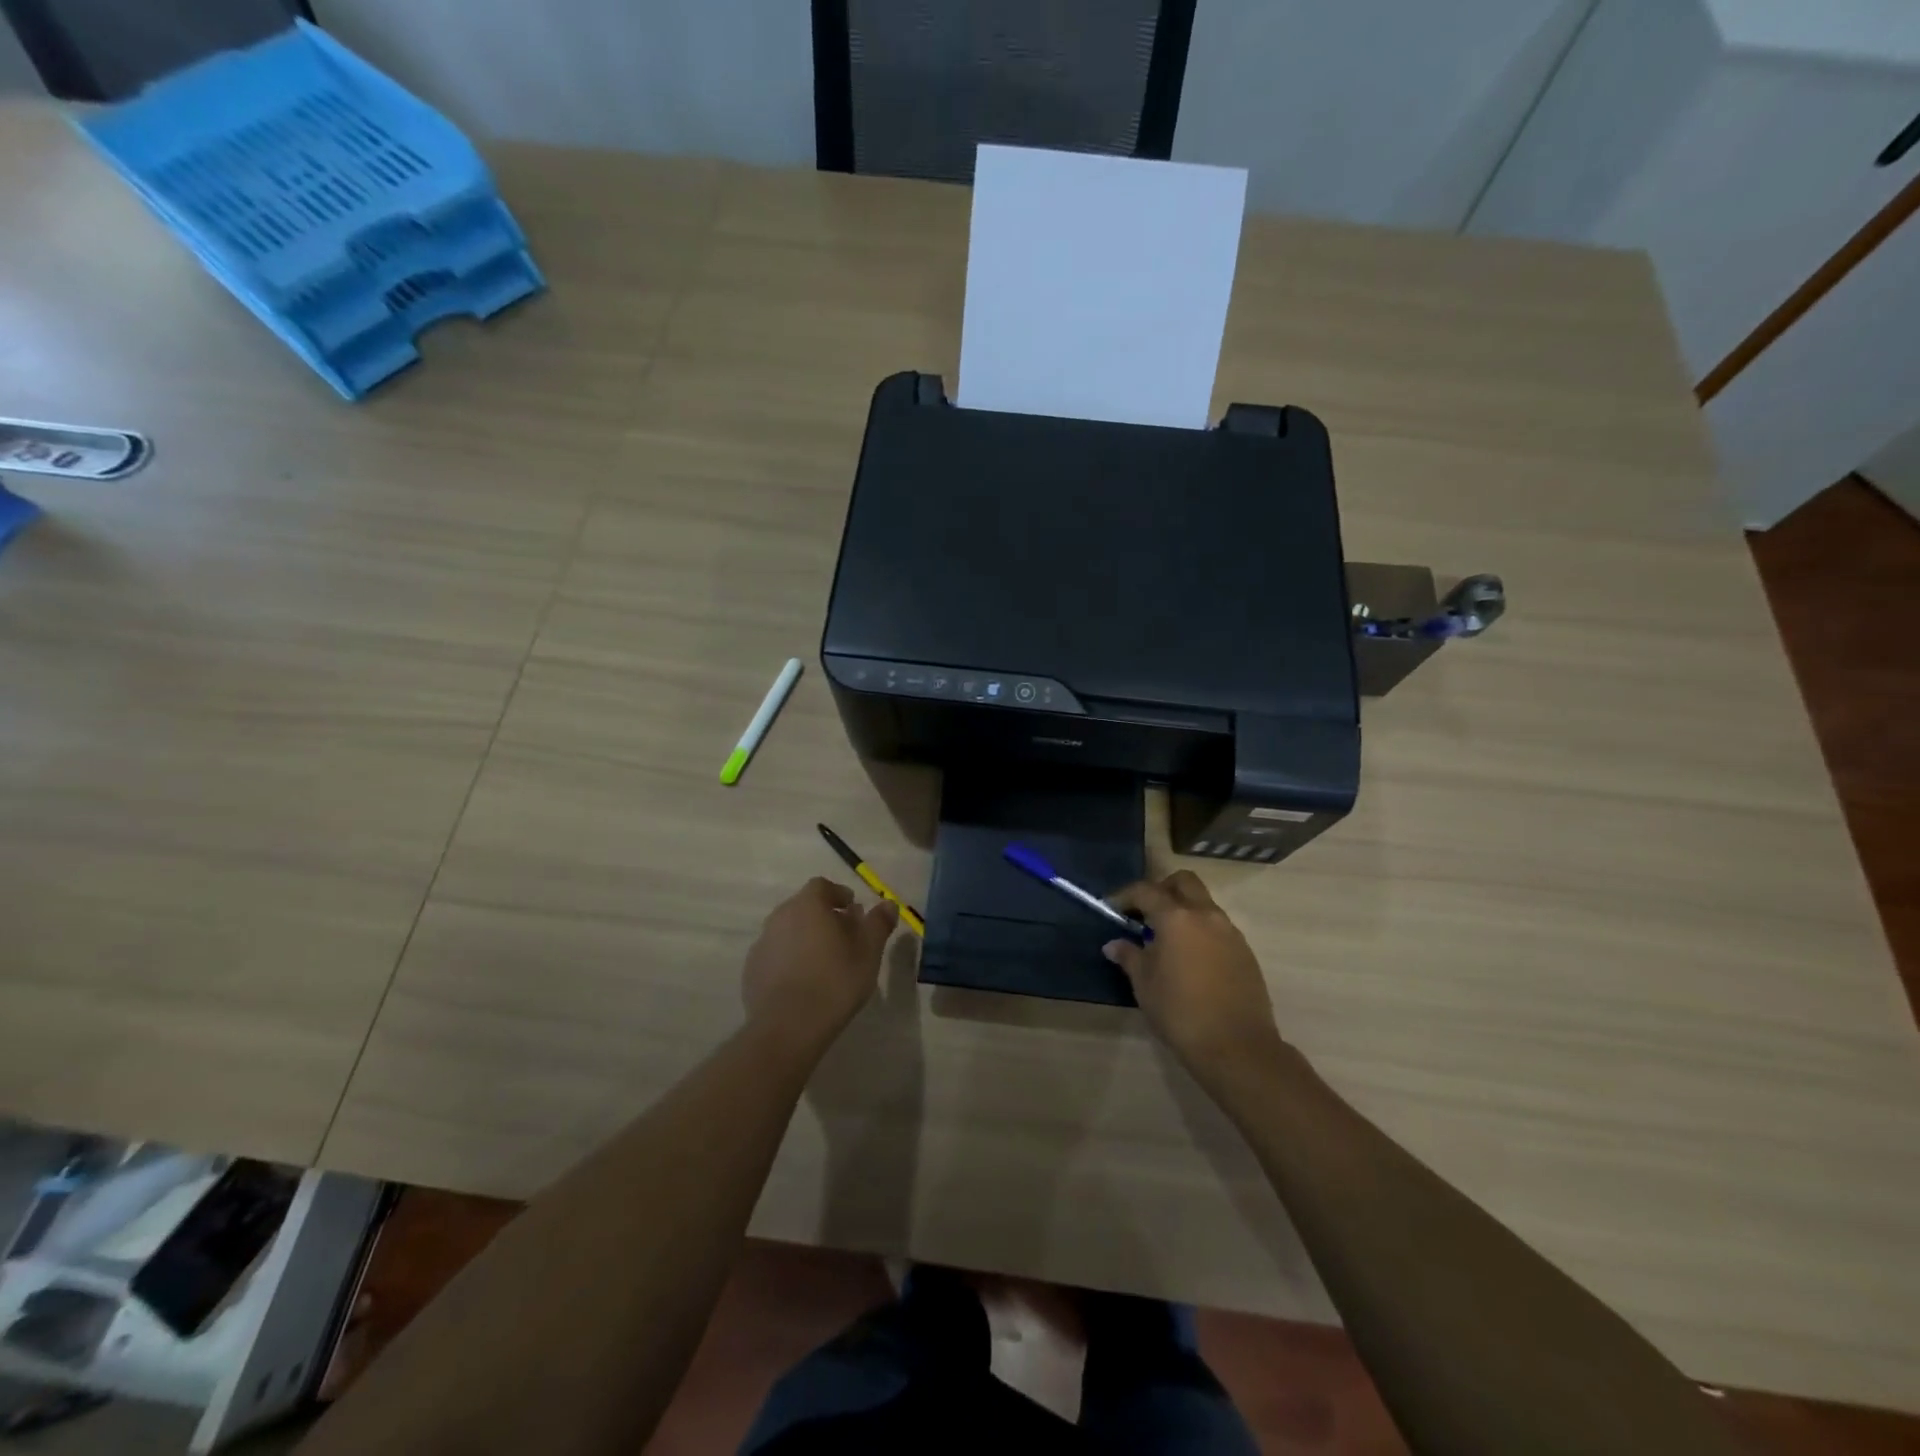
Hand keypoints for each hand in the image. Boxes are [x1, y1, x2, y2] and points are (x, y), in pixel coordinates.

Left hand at [743, 878, 897, 1052]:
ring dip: (805, 938)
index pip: (822, 886)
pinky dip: (789, 959)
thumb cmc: (835, 980)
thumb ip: (878, 923)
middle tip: (843, 937)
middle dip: (823, 916)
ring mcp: (762, 943)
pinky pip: (775, 954)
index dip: (839, 895)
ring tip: (824, 961)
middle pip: (803, 907)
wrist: (788, 1026)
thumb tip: (888, 904)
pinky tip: (803, 981)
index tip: (854, 911)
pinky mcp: (752, 970)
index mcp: (808, 905)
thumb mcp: (869, 951)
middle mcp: (780, 916)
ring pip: (788, 930)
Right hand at [1103, 871, 1285, 1074]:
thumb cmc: (1181, 1013)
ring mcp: (1230, 932)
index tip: (1112, 908)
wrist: (1237, 1047)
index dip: (1125, 896)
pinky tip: (1190, 959)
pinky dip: (1200, 930)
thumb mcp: (1145, 985)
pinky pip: (1218, 927)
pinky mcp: (1245, 951)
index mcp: (1177, 918)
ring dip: (1184, 910)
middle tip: (1145, 913)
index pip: (1146, 891)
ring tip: (1166, 939)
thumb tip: (1114, 945)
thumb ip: (1130, 957)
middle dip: (1161, 889)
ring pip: (1204, 903)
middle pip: (1183, 882)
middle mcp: (1206, 915)